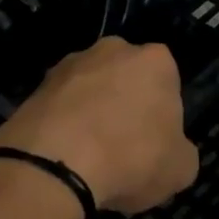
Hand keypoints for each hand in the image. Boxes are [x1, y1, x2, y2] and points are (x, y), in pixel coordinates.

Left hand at [0, 38, 198, 214]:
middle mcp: (113, 49)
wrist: (56, 162)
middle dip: (125, 103)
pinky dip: (64, 124)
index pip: (166, 80)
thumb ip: (180, 151)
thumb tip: (170, 149)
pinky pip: (61, 105)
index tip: (156, 141)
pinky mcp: (38, 83)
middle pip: (126, 77)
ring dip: (91, 112)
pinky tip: (64, 155)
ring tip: (89, 157)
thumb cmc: (132, 157)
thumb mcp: (180, 169)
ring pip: (90, 88)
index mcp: (155, 60)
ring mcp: (70, 63)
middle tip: (123, 146)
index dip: (162, 112)